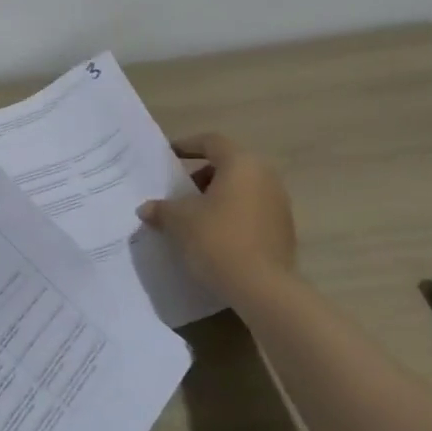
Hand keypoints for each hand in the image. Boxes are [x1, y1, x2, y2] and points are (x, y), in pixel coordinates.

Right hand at [138, 132, 296, 300]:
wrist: (263, 289)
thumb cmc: (217, 240)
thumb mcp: (179, 221)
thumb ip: (162, 209)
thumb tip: (147, 208)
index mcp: (241, 164)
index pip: (212, 142)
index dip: (188, 145)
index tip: (169, 156)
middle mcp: (265, 177)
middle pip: (229, 165)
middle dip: (202, 176)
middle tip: (181, 193)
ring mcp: (279, 204)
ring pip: (242, 190)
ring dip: (218, 198)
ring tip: (195, 217)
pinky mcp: (285, 231)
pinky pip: (252, 212)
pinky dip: (233, 216)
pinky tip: (215, 237)